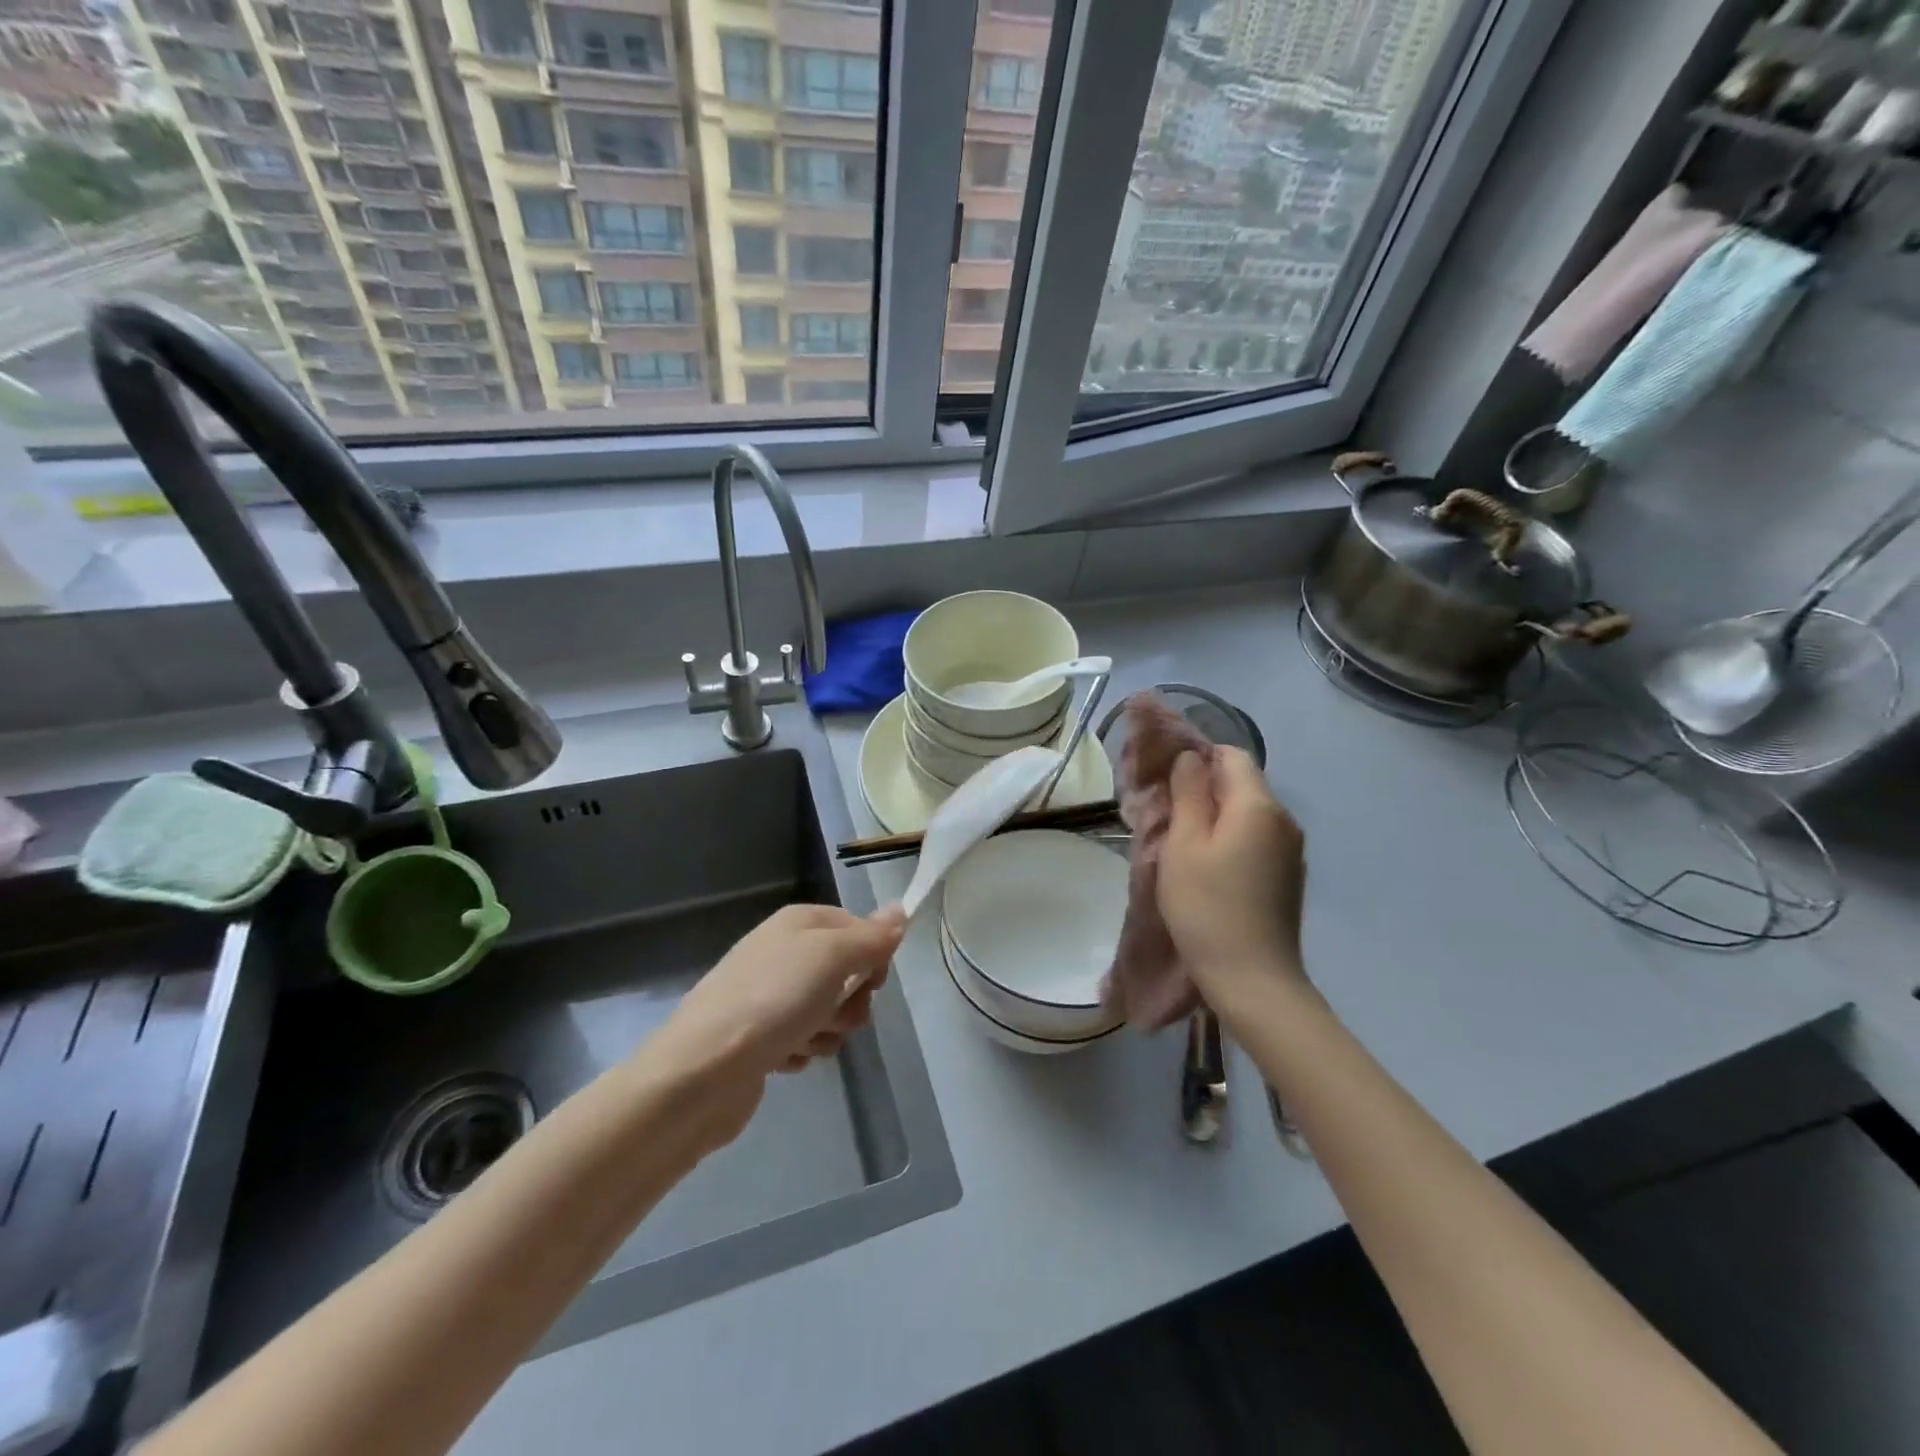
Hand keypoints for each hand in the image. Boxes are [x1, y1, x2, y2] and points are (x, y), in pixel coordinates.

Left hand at [645, 904, 905, 1151]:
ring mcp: (770, 996)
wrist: (701, 1072)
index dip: (873, 954)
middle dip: (852, 1000)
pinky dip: (803, 1051)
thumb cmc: (773, 1001)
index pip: (857, 926)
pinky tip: (785, 1059)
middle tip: (836, 1014)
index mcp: (799, 923)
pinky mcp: (761, 1037)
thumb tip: (901, 909)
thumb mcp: (832, 957)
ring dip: (829, 1031)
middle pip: (846, 971)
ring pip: (829, 1009)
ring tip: (805, 1041)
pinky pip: (804, 1040)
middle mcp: (784, 952)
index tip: (873, 980)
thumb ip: (871, 936)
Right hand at [1157, 748, 1306, 1007]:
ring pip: (1247, 813)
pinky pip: (1256, 839)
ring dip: (1215, 817)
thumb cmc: (1207, 907)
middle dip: (1203, 789)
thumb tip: (1191, 757)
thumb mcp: (1183, 845)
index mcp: (1259, 806)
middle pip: (1241, 783)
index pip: (1231, 755)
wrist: (1253, 980)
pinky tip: (1210, 870)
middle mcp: (1284, 820)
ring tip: (1182, 844)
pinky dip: (1231, 840)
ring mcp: (1291, 851)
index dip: (1197, 758)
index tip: (1166, 782)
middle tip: (1166, 815)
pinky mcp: (1288, 876)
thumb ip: (1188, 793)